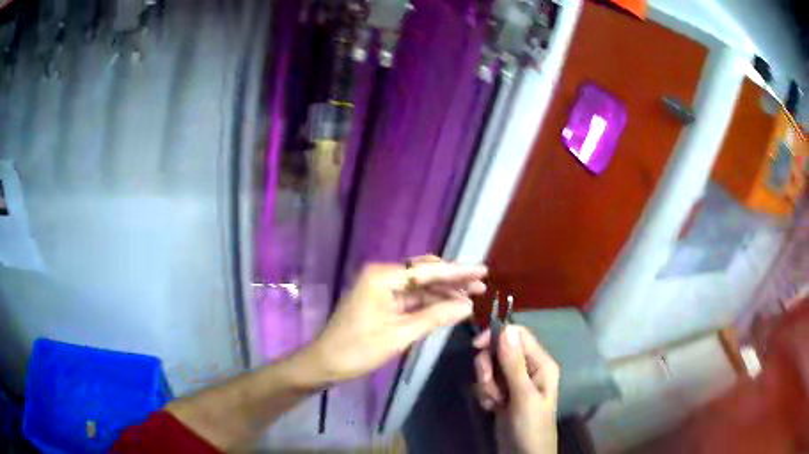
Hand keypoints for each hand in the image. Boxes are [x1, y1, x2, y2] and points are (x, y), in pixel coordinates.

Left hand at [304, 256, 486, 381]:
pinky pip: (411, 297)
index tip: (484, 270)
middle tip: (481, 286)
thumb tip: (467, 306)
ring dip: (443, 292)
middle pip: (424, 273)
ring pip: (419, 286)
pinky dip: (429, 302)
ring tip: (471, 297)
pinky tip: (448, 306)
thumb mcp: (400, 334)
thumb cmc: (359, 349)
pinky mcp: (381, 301)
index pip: (428, 270)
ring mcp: (381, 288)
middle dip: (453, 280)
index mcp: (383, 277)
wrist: (325, 363)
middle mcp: (382, 275)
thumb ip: (435, 316)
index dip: (458, 271)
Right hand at [474, 325, 559, 453]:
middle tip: (491, 388)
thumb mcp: (523, 395)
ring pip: (490, 368)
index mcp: (540, 363)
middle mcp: (528, 368)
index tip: (476, 347)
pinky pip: (487, 383)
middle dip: (488, 369)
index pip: (517, 335)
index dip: (497, 336)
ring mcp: (514, 382)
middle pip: (499, 351)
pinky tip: (492, 408)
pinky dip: (485, 394)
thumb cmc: (531, 425)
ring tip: (494, 402)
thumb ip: (514, 363)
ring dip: (486, 385)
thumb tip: (506, 328)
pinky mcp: (503, 394)